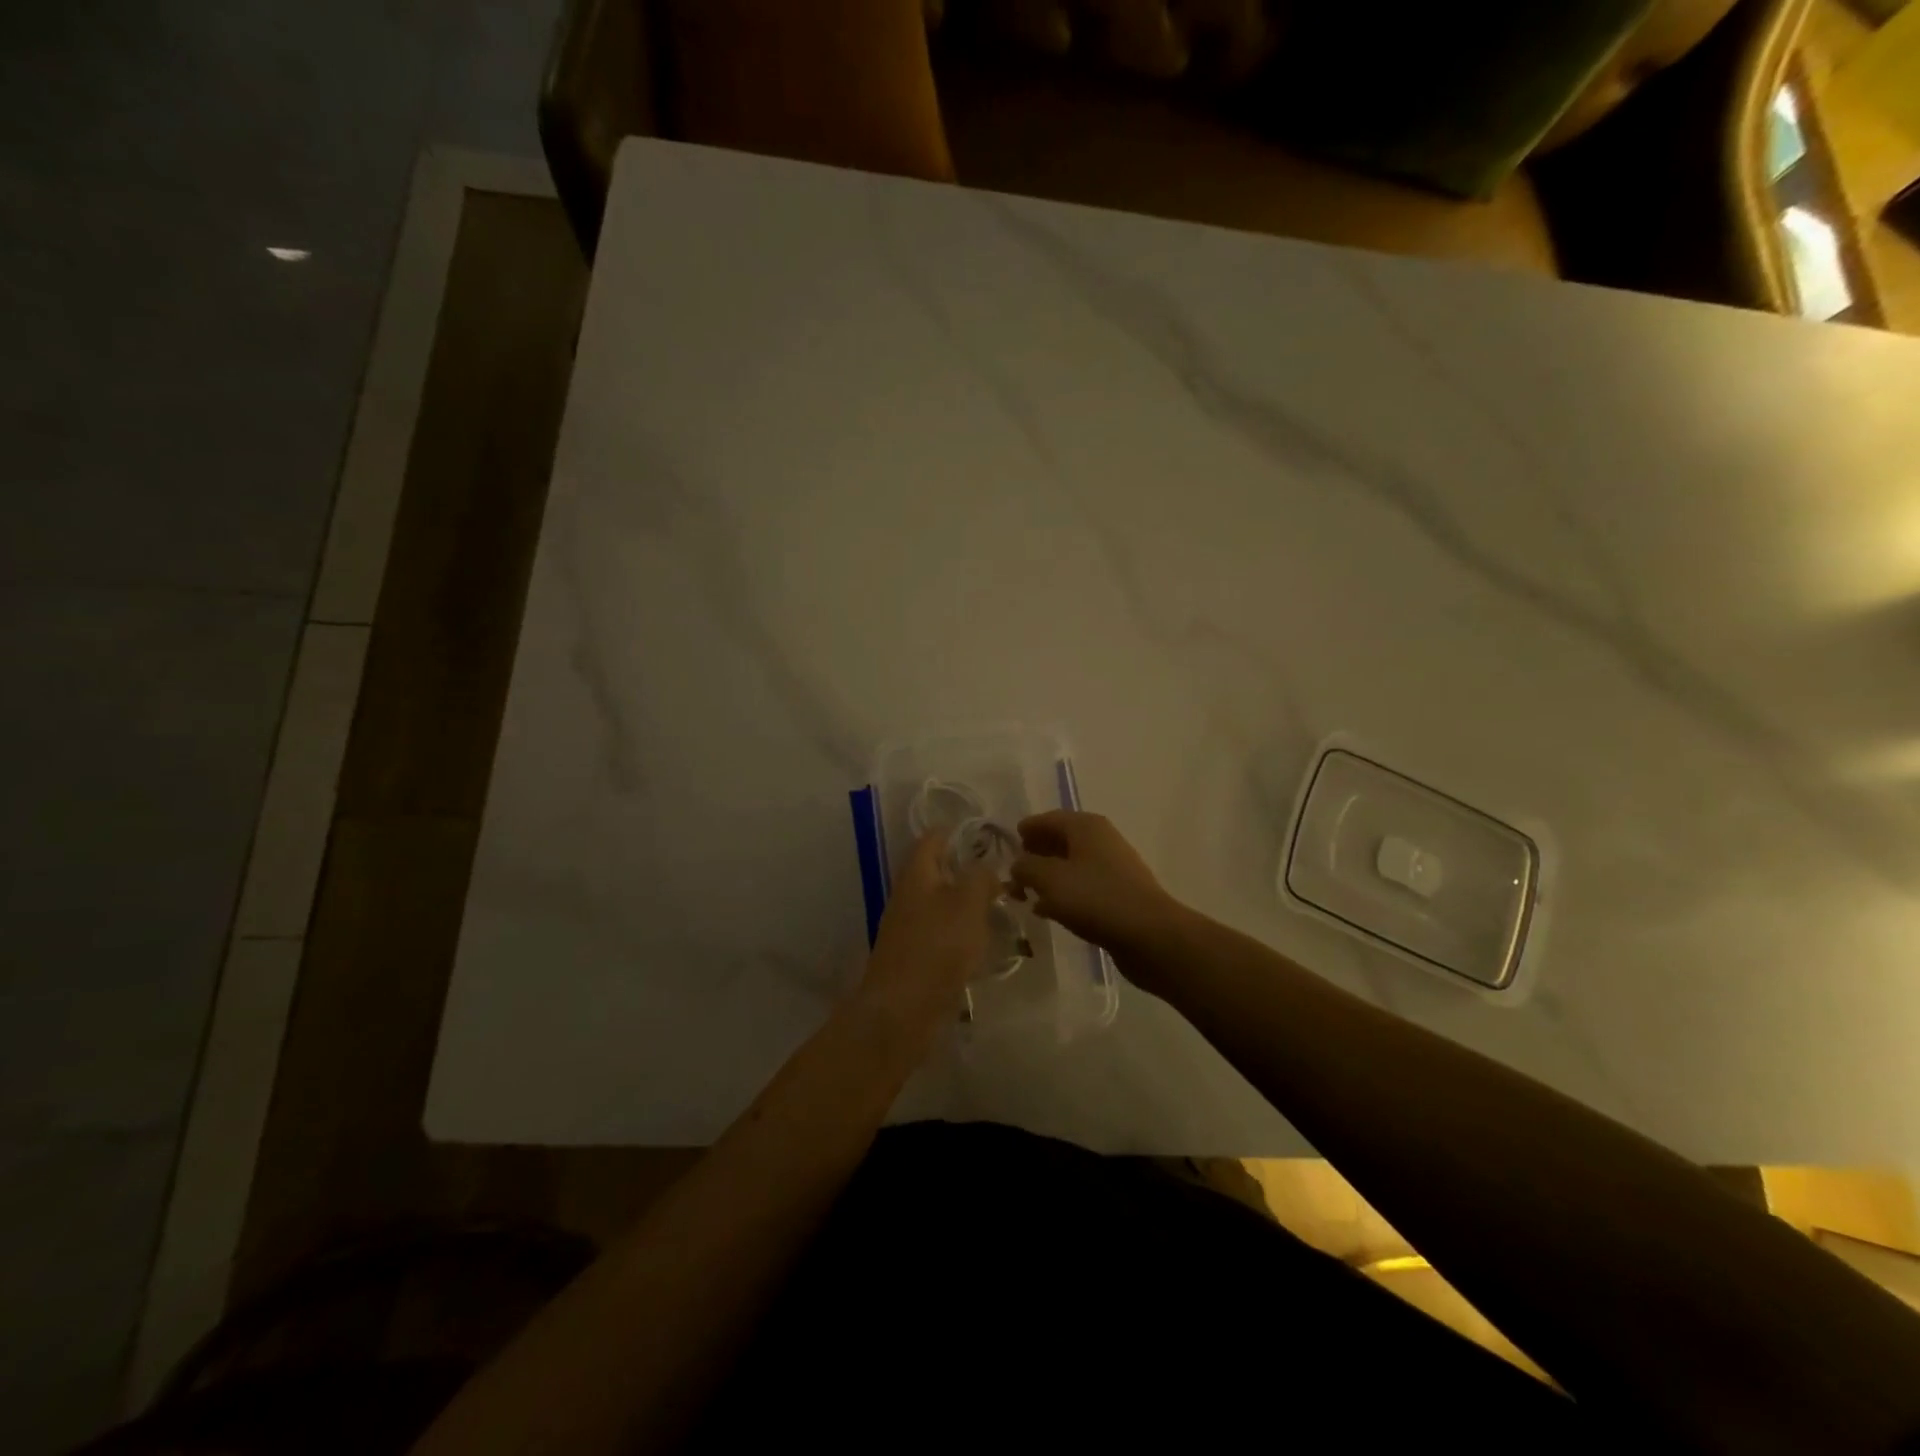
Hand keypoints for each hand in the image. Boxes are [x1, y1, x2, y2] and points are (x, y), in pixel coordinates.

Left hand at [857, 829, 1002, 1041]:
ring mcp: (909, 926)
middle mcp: (908, 894)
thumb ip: (980, 877)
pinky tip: (984, 941)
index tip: (992, 838)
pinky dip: (962, 931)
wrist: (903, 1010)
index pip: (935, 837)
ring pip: (942, 903)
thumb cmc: (937, 947)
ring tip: (1002, 907)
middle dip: (969, 870)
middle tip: (1005, 875)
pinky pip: (942, 932)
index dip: (961, 832)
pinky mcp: (915, 955)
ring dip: (968, 903)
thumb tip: (986, 867)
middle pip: (939, 870)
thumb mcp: (968, 903)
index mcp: (917, 873)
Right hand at [1010, 811, 1181, 955]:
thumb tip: (1017, 864)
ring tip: (1025, 896)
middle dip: (1034, 856)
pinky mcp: (1118, 894)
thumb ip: (1026, 867)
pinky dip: (1064, 894)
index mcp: (1085, 826)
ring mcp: (1112, 867)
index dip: (1025, 831)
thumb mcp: (1049, 879)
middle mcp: (1100, 839)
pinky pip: (1082, 887)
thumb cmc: (1095, 898)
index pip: (1047, 819)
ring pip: (1070, 866)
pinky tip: (1049, 912)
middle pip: (1059, 840)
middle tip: (1012, 875)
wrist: (1149, 935)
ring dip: (1047, 878)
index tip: (1005, 847)